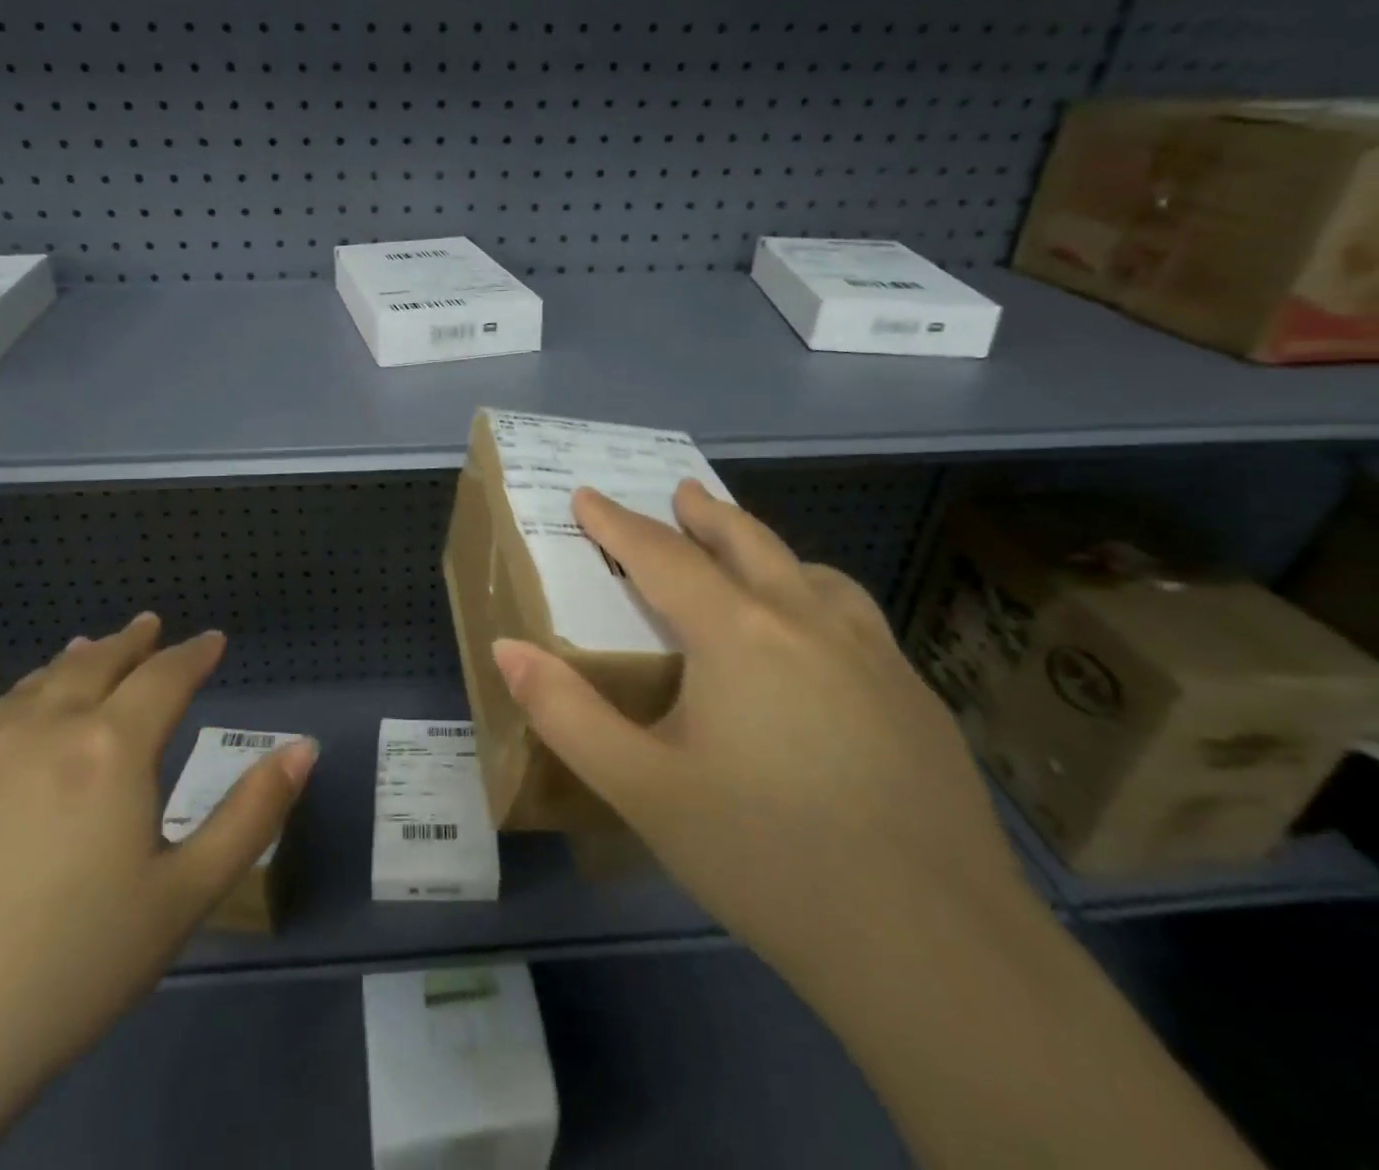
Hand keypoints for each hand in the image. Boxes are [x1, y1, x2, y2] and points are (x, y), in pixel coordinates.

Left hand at [0, 616, 317, 1166]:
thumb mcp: (183, 898)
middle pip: (98, 666)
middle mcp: (43, 728)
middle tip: (149, 626)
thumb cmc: (66, 971)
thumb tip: (304, 746)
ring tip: (88, 645)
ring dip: (68, 660)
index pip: (166, 678)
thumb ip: (251, 815)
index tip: (212, 640)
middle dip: (132, 644)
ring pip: (31, 685)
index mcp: (113, 749)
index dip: (195, 654)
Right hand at [492, 481, 1028, 976]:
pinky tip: (819, 645)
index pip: (661, 555)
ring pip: (812, 573)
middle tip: (681, 492)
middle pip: (747, 542)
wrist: (937, 951)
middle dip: (705, 513)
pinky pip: (855, 618)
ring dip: (769, 552)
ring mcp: (874, 656)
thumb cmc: (765, 858)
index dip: (616, 523)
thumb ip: (566, 713)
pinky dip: (818, 599)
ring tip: (748, 558)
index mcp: (738, 633)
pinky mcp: (917, 698)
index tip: (587, 495)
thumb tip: (506, 649)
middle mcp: (808, 622)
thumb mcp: (643, 789)